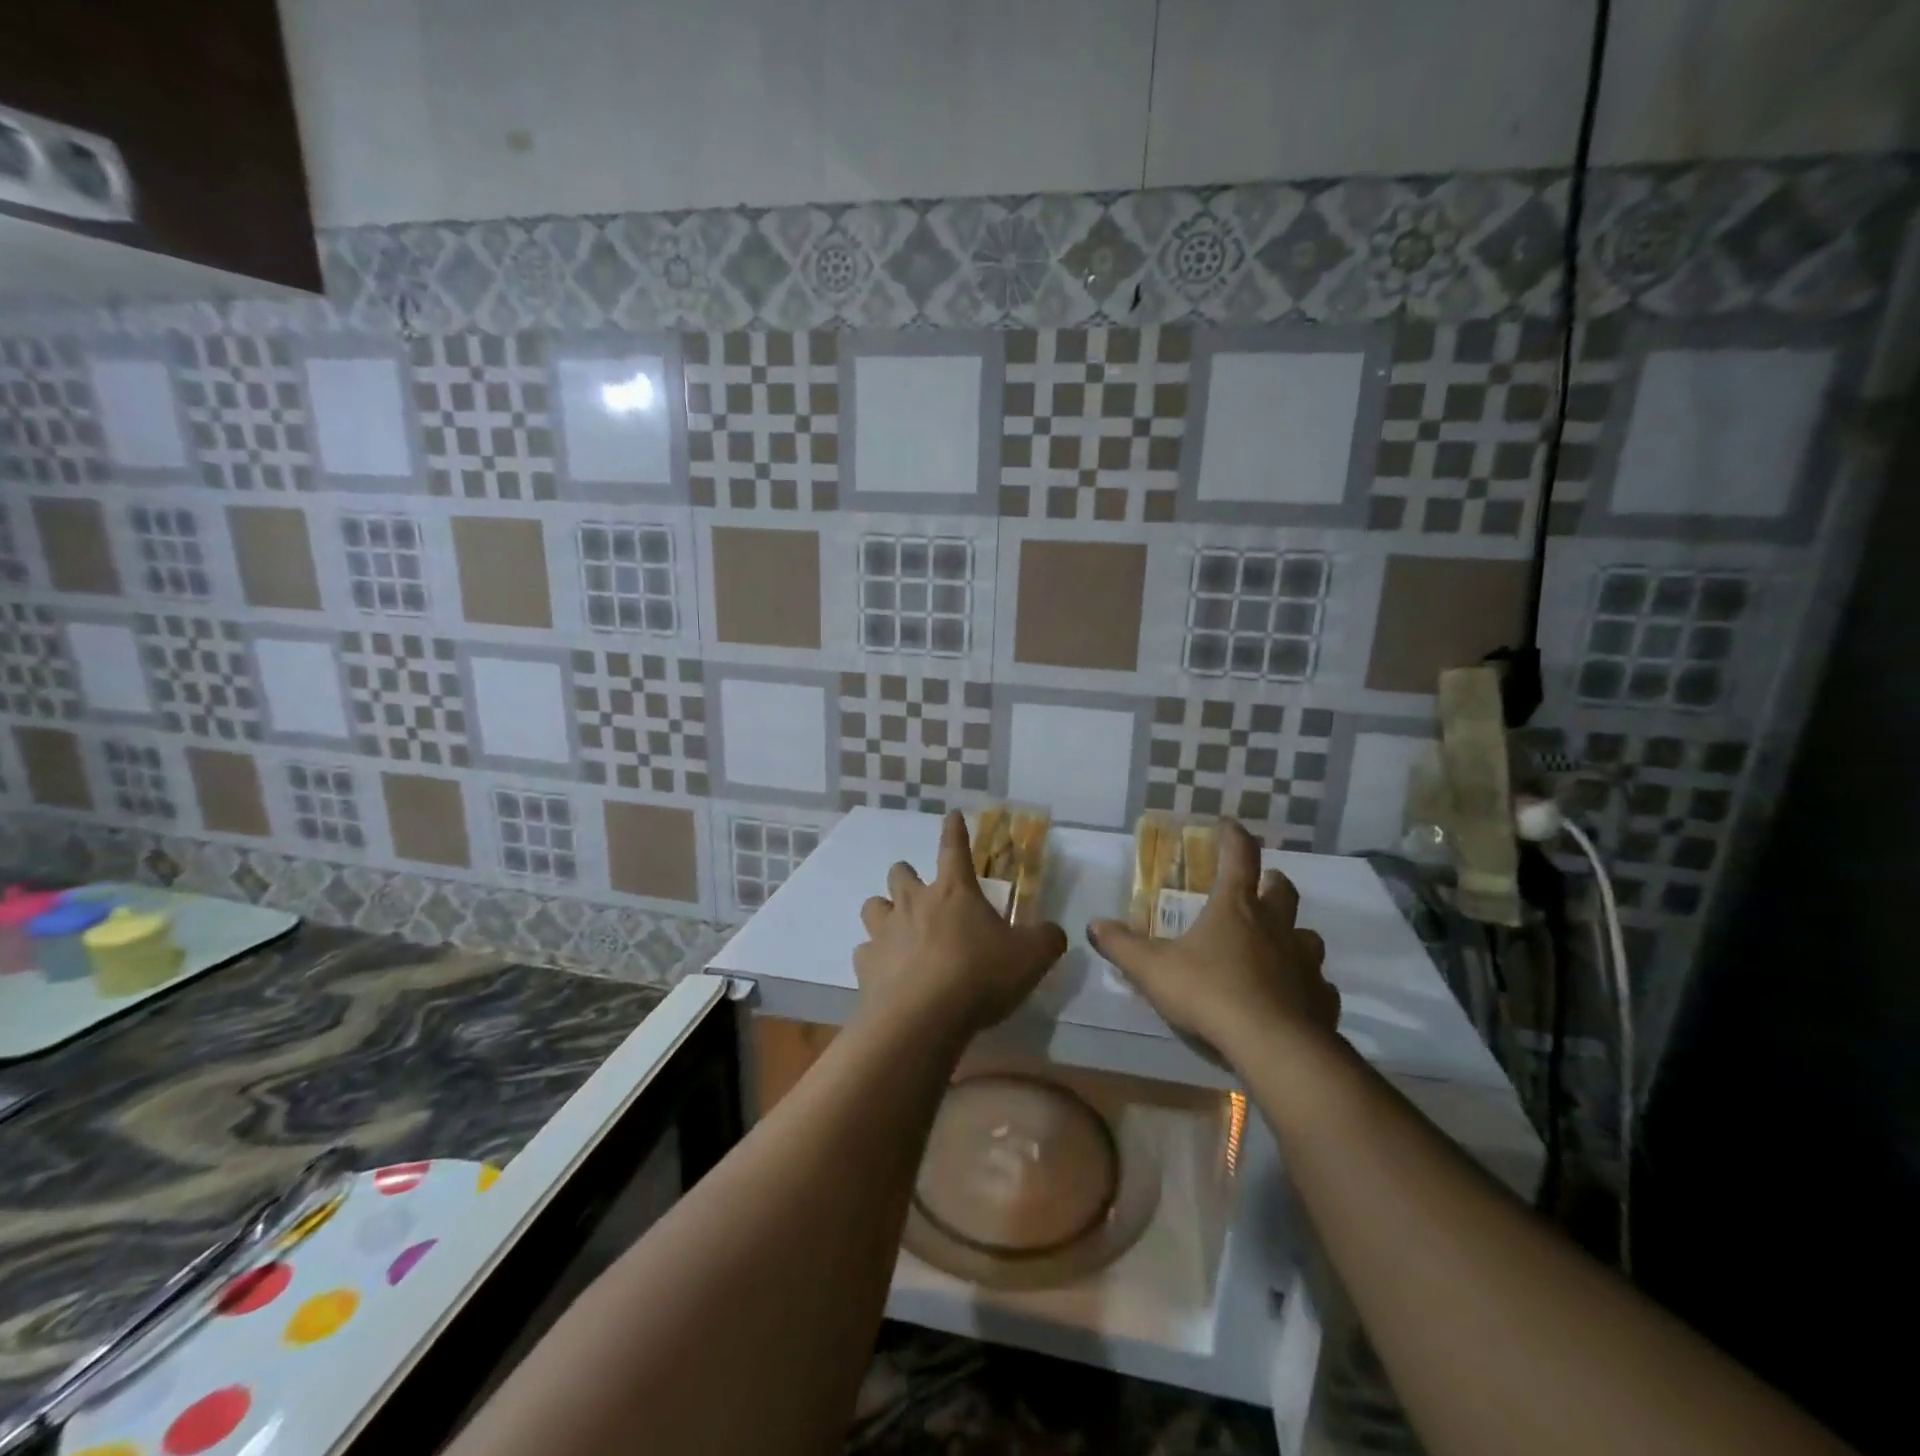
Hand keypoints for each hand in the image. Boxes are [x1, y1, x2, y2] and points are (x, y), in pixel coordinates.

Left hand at [855, 812, 1067, 1035]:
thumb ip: (1046, 939)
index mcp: (954, 891)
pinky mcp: (865, 964)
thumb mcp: (1030, 958)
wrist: (922, 1020)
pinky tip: (888, 973)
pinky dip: (875, 957)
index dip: (954, 830)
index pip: (954, 848)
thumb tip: (1053, 932)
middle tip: (922, 894)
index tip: (951, 816)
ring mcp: (884, 931)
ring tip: (898, 929)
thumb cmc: (979, 977)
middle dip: (908, 876)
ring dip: (885, 911)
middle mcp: (914, 902)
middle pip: (900, 872)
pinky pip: (865, 951)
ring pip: (873, 905)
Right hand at [1087, 819, 1338, 1059]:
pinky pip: (1318, 986)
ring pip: (1307, 936)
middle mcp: (1276, 926)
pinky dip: (1307, 986)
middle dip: (1271, 882)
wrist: (1273, 1046)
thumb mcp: (1152, 969)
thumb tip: (1094, 925)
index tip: (1229, 825)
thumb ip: (1122, 946)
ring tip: (1277, 946)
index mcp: (1235, 908)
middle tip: (1260, 886)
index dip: (1234, 837)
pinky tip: (1294, 999)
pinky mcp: (1322, 1000)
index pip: (1239, 856)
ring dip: (1293, 934)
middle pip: (1282, 890)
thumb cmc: (1209, 993)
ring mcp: (1305, 963)